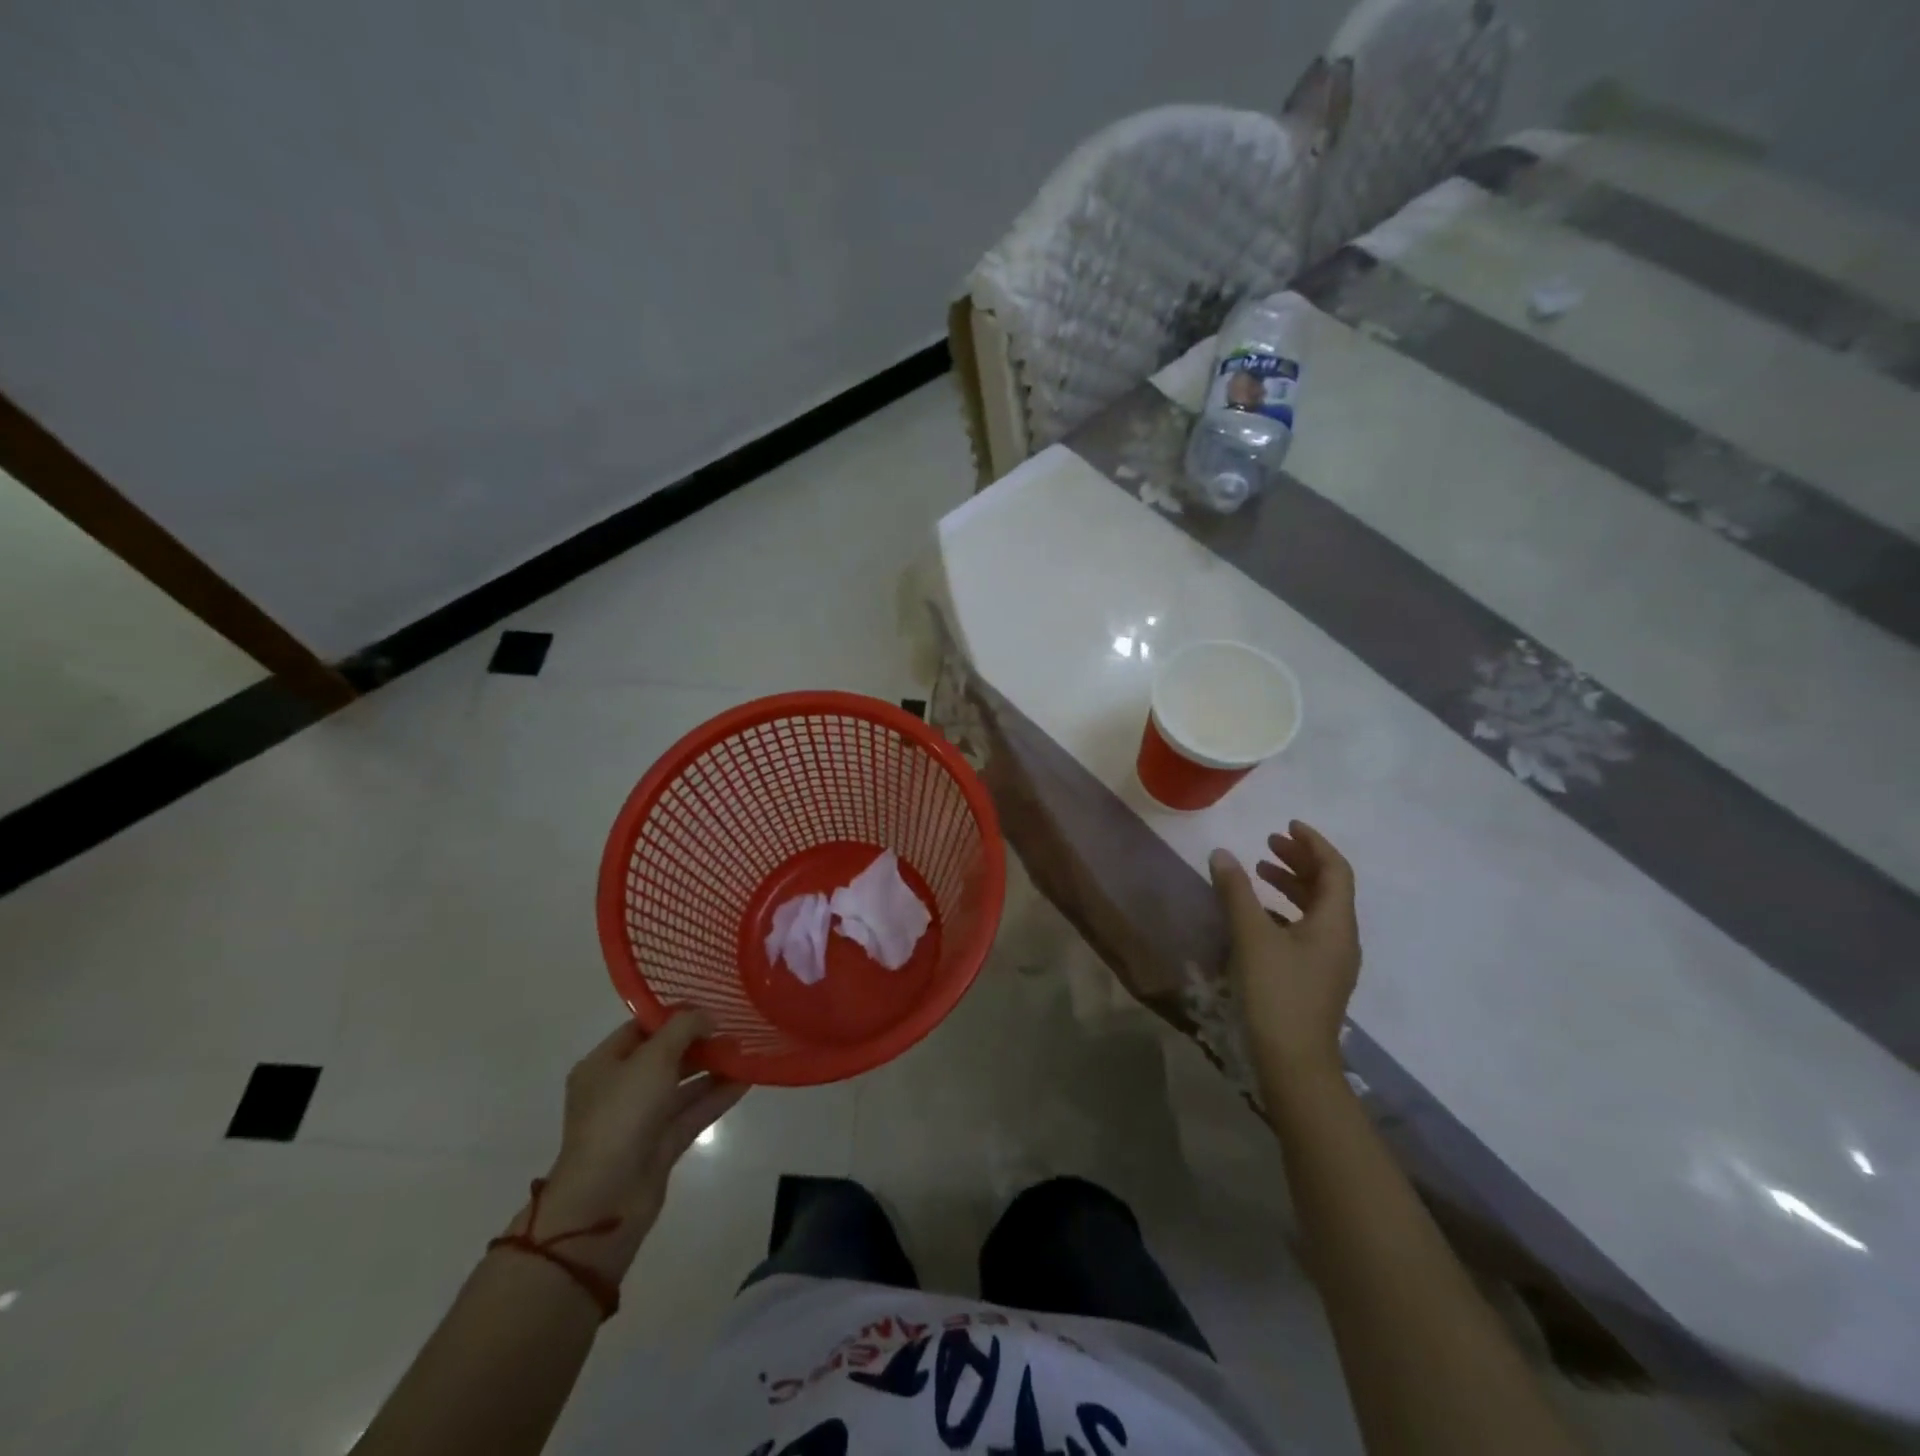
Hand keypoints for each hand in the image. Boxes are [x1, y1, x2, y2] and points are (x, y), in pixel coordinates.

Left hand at [520, 1013, 746, 1280]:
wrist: (606, 1199)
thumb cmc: (621, 1116)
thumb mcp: (653, 1058)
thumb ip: (683, 1028)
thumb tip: (708, 1016)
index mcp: (603, 1065)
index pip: (641, 1028)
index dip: (675, 1014)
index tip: (711, 1004)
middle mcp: (620, 1089)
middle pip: (664, 1056)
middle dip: (699, 1041)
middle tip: (736, 1026)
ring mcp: (641, 1119)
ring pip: (682, 1085)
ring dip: (712, 1068)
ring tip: (747, 1049)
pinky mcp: (661, 1145)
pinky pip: (693, 1112)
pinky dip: (717, 1096)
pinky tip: (747, 1080)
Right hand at [1208, 821, 1360, 1093]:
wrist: (1294, 1063)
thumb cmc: (1276, 992)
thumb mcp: (1251, 936)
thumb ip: (1236, 892)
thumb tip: (1222, 853)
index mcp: (1336, 923)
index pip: (1335, 870)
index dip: (1313, 843)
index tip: (1286, 826)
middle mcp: (1341, 939)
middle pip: (1328, 888)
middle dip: (1300, 861)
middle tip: (1268, 843)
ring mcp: (1331, 962)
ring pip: (1317, 910)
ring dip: (1291, 885)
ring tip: (1259, 870)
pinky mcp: (1316, 979)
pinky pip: (1306, 930)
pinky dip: (1285, 911)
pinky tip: (1257, 915)